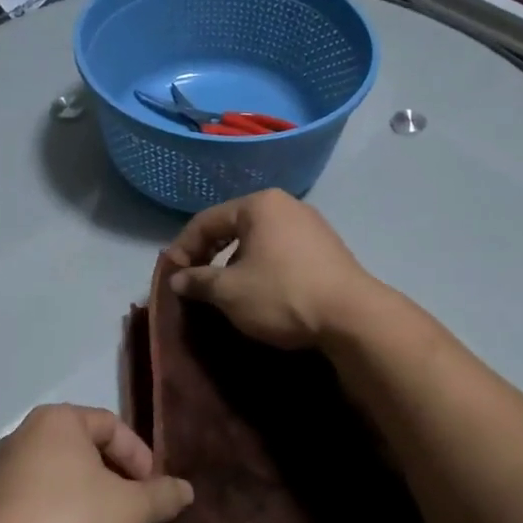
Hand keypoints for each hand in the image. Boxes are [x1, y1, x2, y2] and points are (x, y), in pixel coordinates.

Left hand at [0, 404, 192, 522]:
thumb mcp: (133, 511)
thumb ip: (163, 495)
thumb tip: (185, 489)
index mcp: (56, 421)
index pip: (111, 425)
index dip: (141, 457)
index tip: (154, 492)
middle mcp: (22, 438)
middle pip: (84, 452)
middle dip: (116, 482)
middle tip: (136, 514)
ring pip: (60, 481)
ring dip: (90, 504)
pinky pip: (36, 506)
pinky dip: (60, 521)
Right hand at [163, 190, 376, 348]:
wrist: (351, 317)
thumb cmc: (282, 295)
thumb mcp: (229, 292)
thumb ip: (198, 281)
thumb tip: (178, 279)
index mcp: (259, 205)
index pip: (206, 221)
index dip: (183, 248)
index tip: (171, 276)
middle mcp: (286, 206)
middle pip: (233, 227)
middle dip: (209, 254)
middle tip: (194, 282)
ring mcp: (311, 226)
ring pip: (258, 241)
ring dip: (235, 263)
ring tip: (224, 290)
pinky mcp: (327, 249)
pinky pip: (280, 252)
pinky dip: (261, 268)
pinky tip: (259, 292)